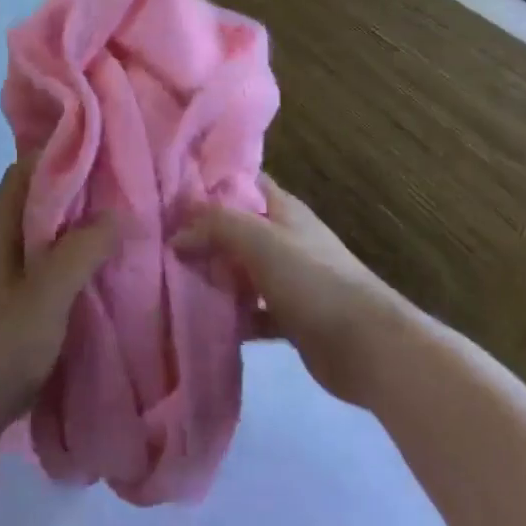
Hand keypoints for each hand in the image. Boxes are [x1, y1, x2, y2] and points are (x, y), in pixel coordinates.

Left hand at [0, 158, 121, 443]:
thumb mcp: (50, 295)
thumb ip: (83, 249)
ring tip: (99, 242)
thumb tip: (116, 212)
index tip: (106, 165)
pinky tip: (70, 283)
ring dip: (57, 231)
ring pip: (22, 232)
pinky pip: (18, 261)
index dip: (65, 159)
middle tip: (112, 206)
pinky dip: (45, 259)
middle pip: (26, 198)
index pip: (26, 167)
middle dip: (67, 196)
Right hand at [172, 175, 402, 406]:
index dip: (211, 180)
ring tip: (169, 277)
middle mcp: (286, 239)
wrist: (367, 345)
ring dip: (213, 274)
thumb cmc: (313, 280)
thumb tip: (177, 233)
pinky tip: (202, 320)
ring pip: (241, 270)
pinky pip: (251, 311)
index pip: (244, 181)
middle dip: (203, 231)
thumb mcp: (260, 239)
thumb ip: (216, 226)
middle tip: (159, 237)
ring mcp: (290, 279)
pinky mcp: (290, 318)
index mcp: (284, 210)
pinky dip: (231, 315)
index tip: (172, 187)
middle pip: (237, 227)